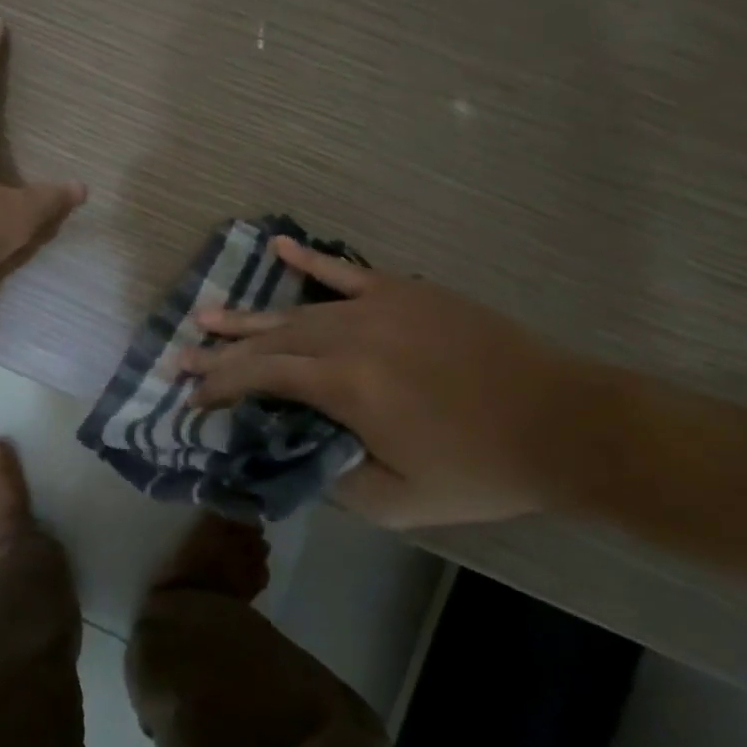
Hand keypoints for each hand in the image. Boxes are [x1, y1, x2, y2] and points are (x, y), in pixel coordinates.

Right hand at [181, 238, 610, 528]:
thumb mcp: (400, 502)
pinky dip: (308, 259)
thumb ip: (333, 479)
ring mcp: (377, 305)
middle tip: (182, 354)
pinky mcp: (404, 291)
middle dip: (222, 350)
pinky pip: (344, 271)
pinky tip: (276, 244)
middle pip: (271, 339)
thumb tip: (291, 453)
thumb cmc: (481, 468)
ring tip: (209, 315)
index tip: (191, 395)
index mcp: (346, 385)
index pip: (262, 378)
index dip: (221, 385)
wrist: (564, 422)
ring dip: (250, 316)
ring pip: (297, 309)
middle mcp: (350, 335)